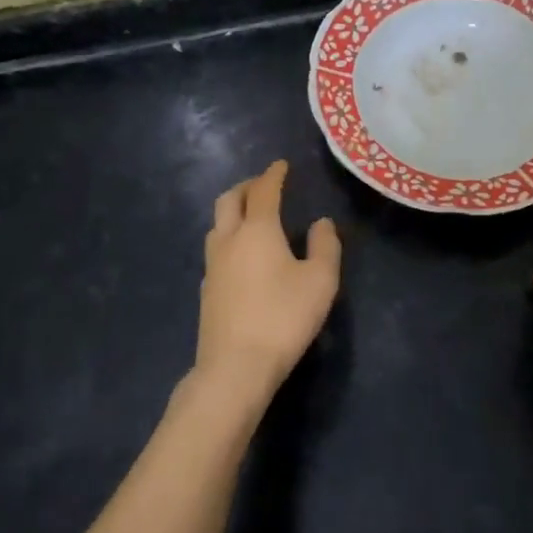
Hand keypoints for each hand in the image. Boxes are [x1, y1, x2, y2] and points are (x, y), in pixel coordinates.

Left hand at [197, 160, 342, 413]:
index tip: (281, 165)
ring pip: (217, 224)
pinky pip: (216, 249)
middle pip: (229, 200)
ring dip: (233, 211)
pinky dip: (229, 237)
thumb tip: (321, 223)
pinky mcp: (207, 290)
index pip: (264, 191)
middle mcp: (229, 240)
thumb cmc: (283, 318)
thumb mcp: (320, 281)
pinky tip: (242, 255)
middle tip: (263, 185)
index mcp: (257, 230)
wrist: (235, 367)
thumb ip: (325, 246)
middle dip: (247, 186)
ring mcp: (213, 266)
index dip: (274, 174)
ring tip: (251, 216)